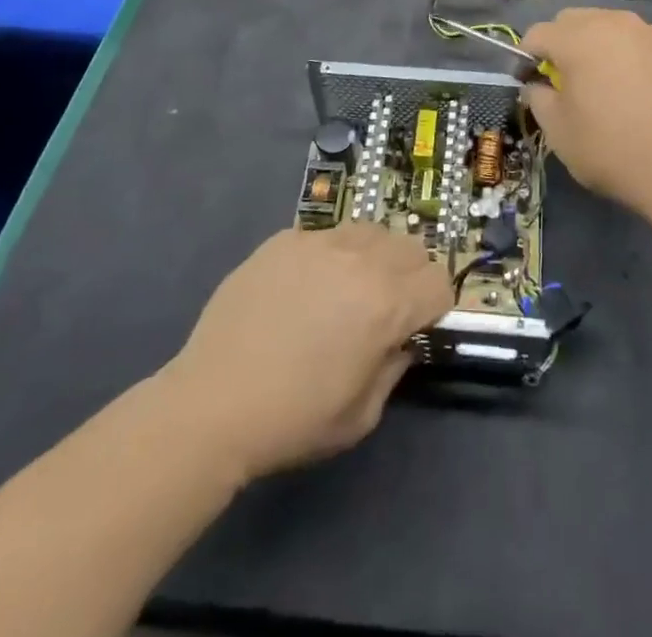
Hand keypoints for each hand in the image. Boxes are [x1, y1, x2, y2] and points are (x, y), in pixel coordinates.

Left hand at [165, 223, 451, 482]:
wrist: (212, 404)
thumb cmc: (293, 420)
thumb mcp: (361, 414)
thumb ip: (394, 367)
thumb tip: (400, 340)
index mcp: (388, 303)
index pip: (439, 283)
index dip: (433, 308)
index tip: (413, 328)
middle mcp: (362, 260)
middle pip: (411, 248)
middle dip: (409, 277)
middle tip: (383, 308)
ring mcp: (320, 242)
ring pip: (370, 231)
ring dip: (373, 257)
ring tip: (345, 289)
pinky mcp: (285, 239)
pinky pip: (325, 235)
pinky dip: (328, 256)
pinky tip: (302, 288)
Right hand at [521, 8, 651, 208]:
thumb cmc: (610, 149)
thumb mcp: (557, 131)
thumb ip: (537, 97)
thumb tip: (538, 84)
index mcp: (578, 38)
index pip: (538, 34)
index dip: (527, 58)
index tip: (532, 84)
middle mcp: (614, 23)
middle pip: (574, 21)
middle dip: (562, 44)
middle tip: (567, 82)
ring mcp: (651, 33)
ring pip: (611, 27)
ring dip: (599, 46)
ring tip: (607, 84)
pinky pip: (642, 44)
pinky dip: (632, 57)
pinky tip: (641, 91)